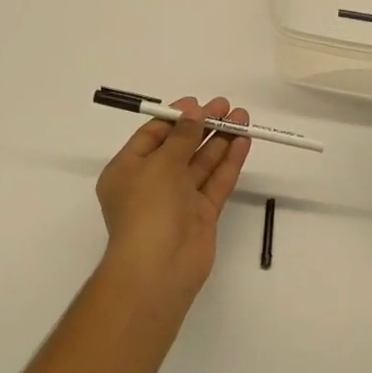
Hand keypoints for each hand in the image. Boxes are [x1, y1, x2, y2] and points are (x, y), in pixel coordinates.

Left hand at [95, 97, 250, 309]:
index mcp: (128, 170)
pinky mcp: (201, 215)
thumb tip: (194, 112)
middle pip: (180, 147)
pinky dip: (228, 163)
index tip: (199, 103)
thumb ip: (182, 136)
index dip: (176, 118)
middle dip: (203, 126)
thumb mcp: (160, 164)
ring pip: (201, 164)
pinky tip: (243, 142)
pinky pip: (215, 182)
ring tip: (242, 118)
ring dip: (220, 140)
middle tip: (227, 107)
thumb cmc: (148, 209)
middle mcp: (151, 183)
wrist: (159, 268)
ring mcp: (178, 200)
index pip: (152, 136)